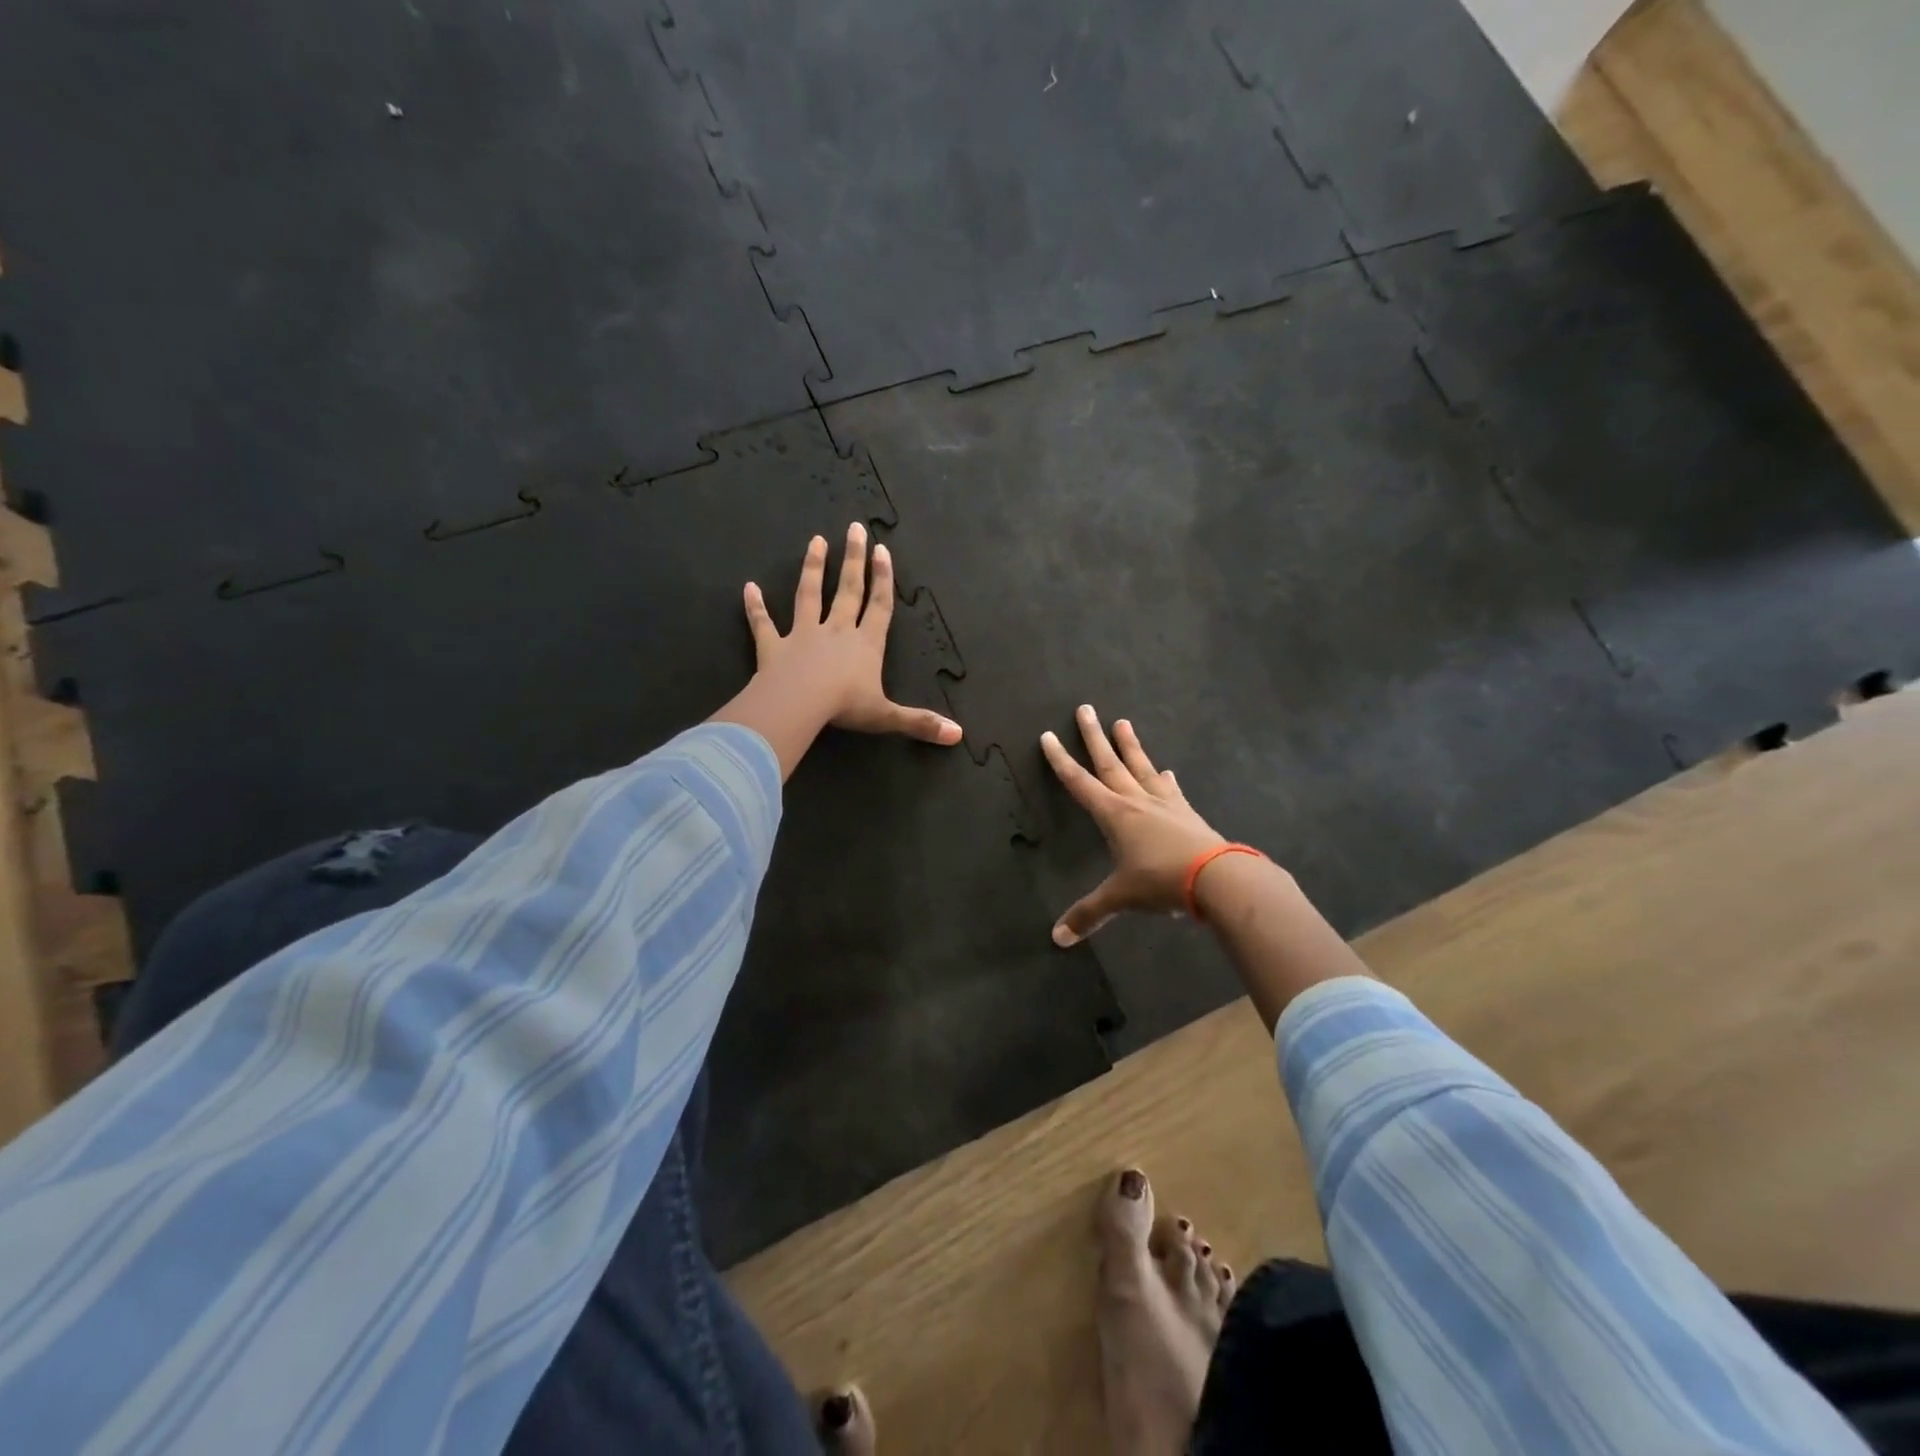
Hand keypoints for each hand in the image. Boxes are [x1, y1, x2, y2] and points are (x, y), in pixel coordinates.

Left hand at [741, 523, 961, 745]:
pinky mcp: (773, 647)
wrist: (799, 705)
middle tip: (854, 528)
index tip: (882, 550)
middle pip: (847, 590)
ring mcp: (803, 636)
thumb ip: (920, 722)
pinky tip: (748, 588)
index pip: (878, 606)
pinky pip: (763, 624)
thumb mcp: (888, 717)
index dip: (883, 578)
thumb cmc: (845, 707)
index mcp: (865, 644)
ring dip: (812, 568)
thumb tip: (958, 735)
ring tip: (815, 541)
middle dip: (853, 560)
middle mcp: (836, 631)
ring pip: (808, 595)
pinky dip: (755, 607)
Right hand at [1041, 705, 1228, 944]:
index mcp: (1114, 815)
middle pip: (1110, 763)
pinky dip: (1166, 780)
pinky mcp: (1187, 813)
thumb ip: (1088, 914)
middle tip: (1086, 708)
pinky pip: (1172, 791)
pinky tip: (1168, 772)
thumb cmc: (1161, 883)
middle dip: (1094, 737)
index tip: (1048, 736)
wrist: (1217, 878)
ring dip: (1131, 747)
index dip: (1061, 760)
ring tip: (1123, 723)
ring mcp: (1165, 804)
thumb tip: (1057, 939)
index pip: (1079, 783)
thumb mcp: (1120, 898)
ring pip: (1141, 768)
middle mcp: (1136, 801)